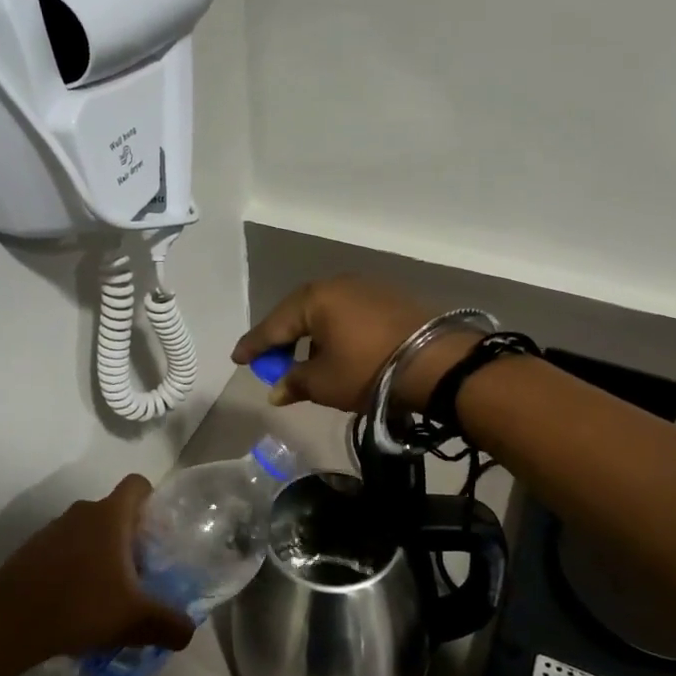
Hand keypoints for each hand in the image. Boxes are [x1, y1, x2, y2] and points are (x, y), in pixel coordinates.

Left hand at [0, 477, 195, 665]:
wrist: (5, 626)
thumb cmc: (79, 608)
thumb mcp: (134, 620)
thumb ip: (169, 623)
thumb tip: (189, 631)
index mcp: (109, 516)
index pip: (137, 484)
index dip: (152, 500)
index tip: (158, 532)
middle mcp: (81, 512)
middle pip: (114, 512)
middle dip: (129, 538)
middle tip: (140, 573)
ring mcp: (51, 530)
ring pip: (87, 532)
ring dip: (100, 554)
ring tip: (107, 594)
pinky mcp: (30, 550)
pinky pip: (63, 549)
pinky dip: (74, 567)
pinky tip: (75, 603)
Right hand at [231, 275, 481, 414]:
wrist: (437, 362)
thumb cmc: (369, 370)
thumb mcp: (324, 383)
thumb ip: (294, 383)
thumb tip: (276, 390)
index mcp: (314, 299)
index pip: (274, 324)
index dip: (254, 345)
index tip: (237, 358)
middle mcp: (337, 285)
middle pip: (298, 313)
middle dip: (282, 338)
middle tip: (268, 360)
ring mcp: (366, 288)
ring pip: (325, 312)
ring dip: (310, 336)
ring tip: (304, 361)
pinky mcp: (389, 299)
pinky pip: (348, 314)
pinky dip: (334, 332)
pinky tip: (337, 351)